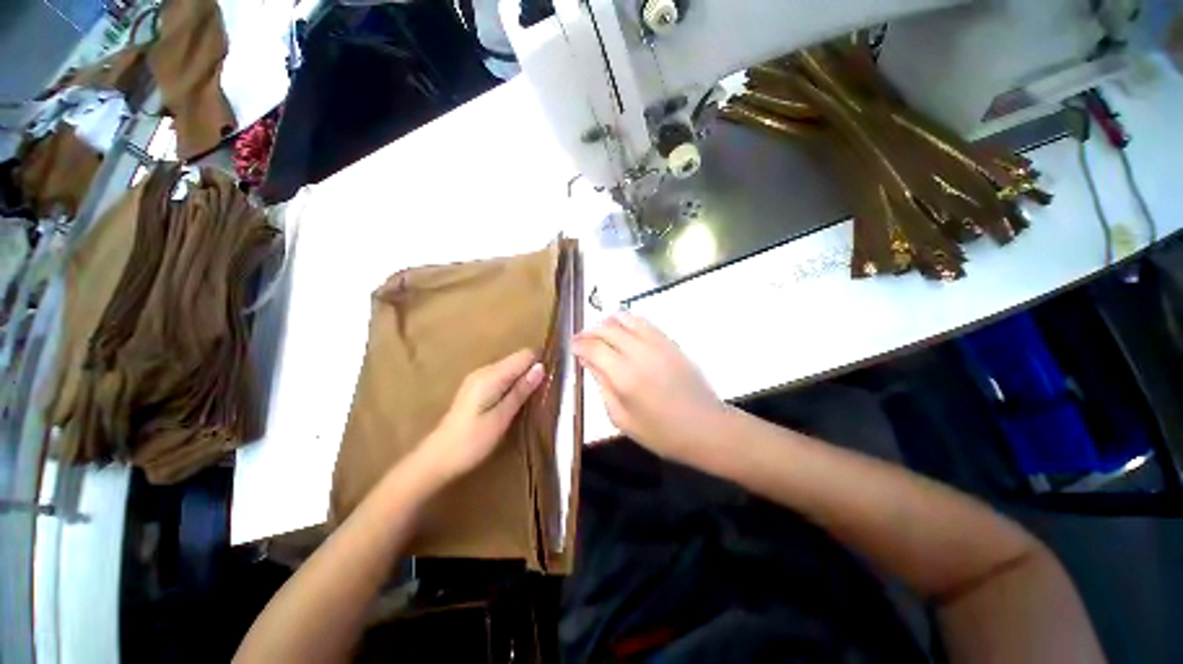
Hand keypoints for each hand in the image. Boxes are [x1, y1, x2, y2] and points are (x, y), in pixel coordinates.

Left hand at [417, 349, 544, 485]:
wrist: (437, 459)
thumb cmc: (472, 441)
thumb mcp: (501, 417)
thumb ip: (521, 390)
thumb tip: (541, 367)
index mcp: (491, 375)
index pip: (524, 355)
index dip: (540, 362)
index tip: (552, 378)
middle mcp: (484, 370)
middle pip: (517, 359)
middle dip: (533, 370)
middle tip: (544, 392)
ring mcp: (478, 378)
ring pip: (510, 368)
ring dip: (523, 378)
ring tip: (533, 398)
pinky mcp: (476, 388)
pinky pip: (501, 377)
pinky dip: (513, 384)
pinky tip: (516, 401)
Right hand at [573, 313, 729, 466]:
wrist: (706, 427)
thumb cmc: (661, 432)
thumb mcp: (621, 418)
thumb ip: (602, 386)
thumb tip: (588, 361)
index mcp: (625, 376)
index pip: (593, 347)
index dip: (578, 344)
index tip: (572, 347)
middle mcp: (640, 353)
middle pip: (607, 328)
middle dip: (589, 331)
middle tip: (582, 341)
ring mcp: (658, 343)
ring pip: (625, 318)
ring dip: (607, 323)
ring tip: (600, 334)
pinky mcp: (670, 342)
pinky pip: (643, 322)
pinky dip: (627, 322)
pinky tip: (623, 333)